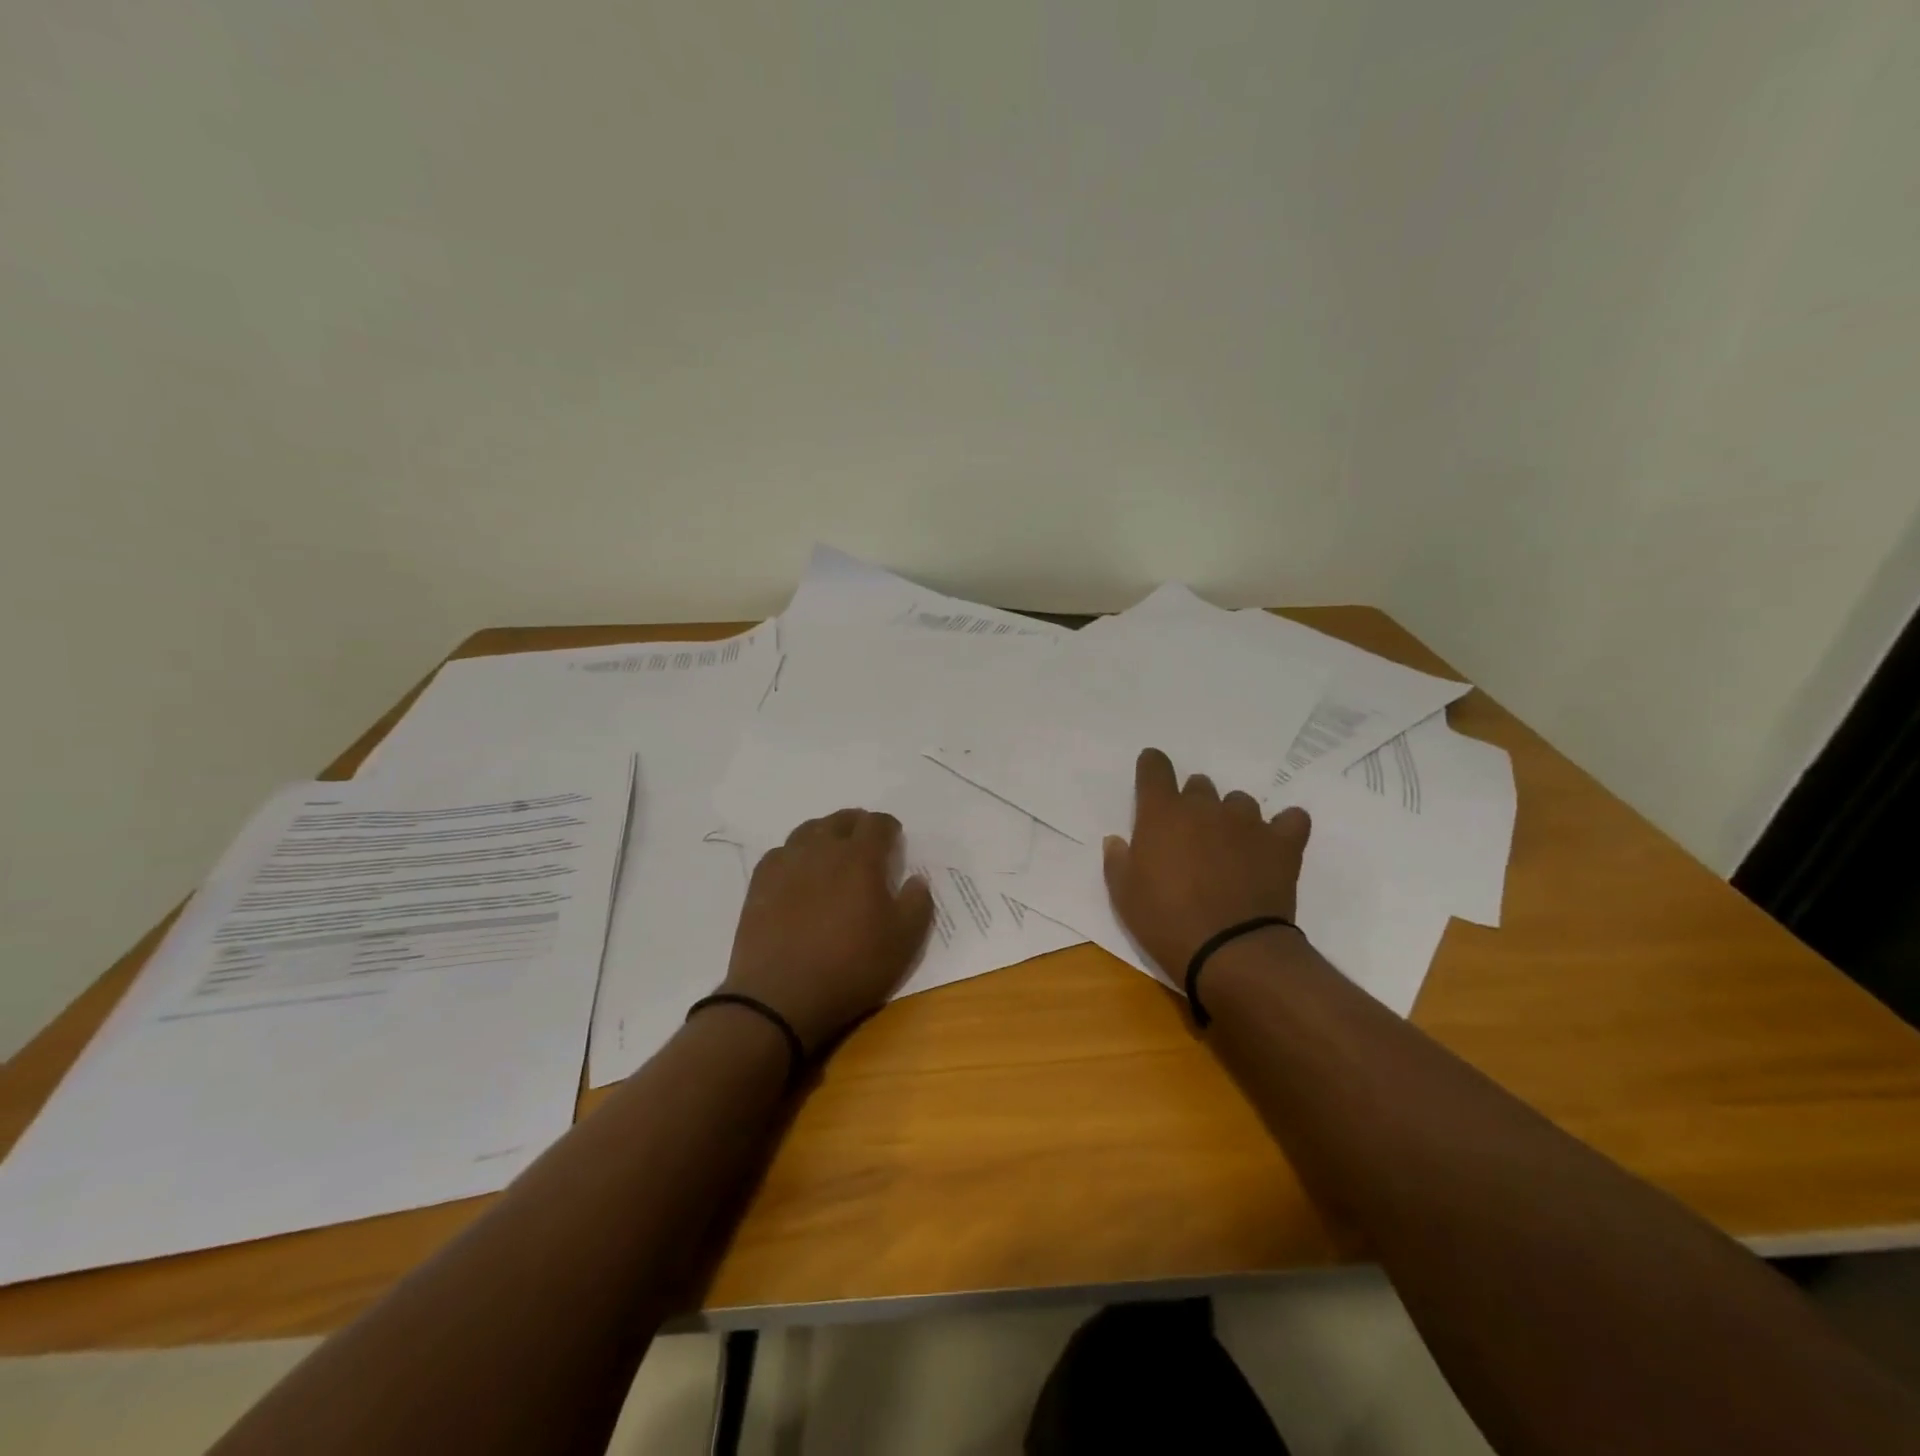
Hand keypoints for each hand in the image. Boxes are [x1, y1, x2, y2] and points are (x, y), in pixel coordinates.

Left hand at [721, 809, 934, 1050]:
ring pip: (809, 830)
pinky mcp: (760, 882)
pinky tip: (799, 874)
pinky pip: (782, 852)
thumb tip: (917, 879)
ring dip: (826, 834)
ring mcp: (787, 863)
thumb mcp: (903, 942)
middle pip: (841, 819)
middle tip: (866, 845)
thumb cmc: (850, 967)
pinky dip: (796, 854)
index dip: (889, 828)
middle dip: (858, 826)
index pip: (877, 823)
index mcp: (860, 857)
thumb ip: (917, 904)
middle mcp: (822, 849)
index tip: (894, 842)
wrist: (779, 997)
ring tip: (833, 854)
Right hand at [1103, 747, 1310, 977]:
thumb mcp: (1124, 896)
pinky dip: (1283, 828)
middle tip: (1190, 837)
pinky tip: (1275, 844)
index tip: (1151, 774)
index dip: (1152, 766)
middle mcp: (1204, 807)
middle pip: (1199, 785)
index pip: (1155, 767)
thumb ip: (1118, 860)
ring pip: (1239, 801)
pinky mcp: (1282, 843)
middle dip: (1192, 803)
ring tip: (1231, 848)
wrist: (1230, 951)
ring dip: (1232, 817)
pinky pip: (1291, 819)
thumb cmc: (1166, 922)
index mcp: (1162, 813)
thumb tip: (1117, 840)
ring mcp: (1247, 822)